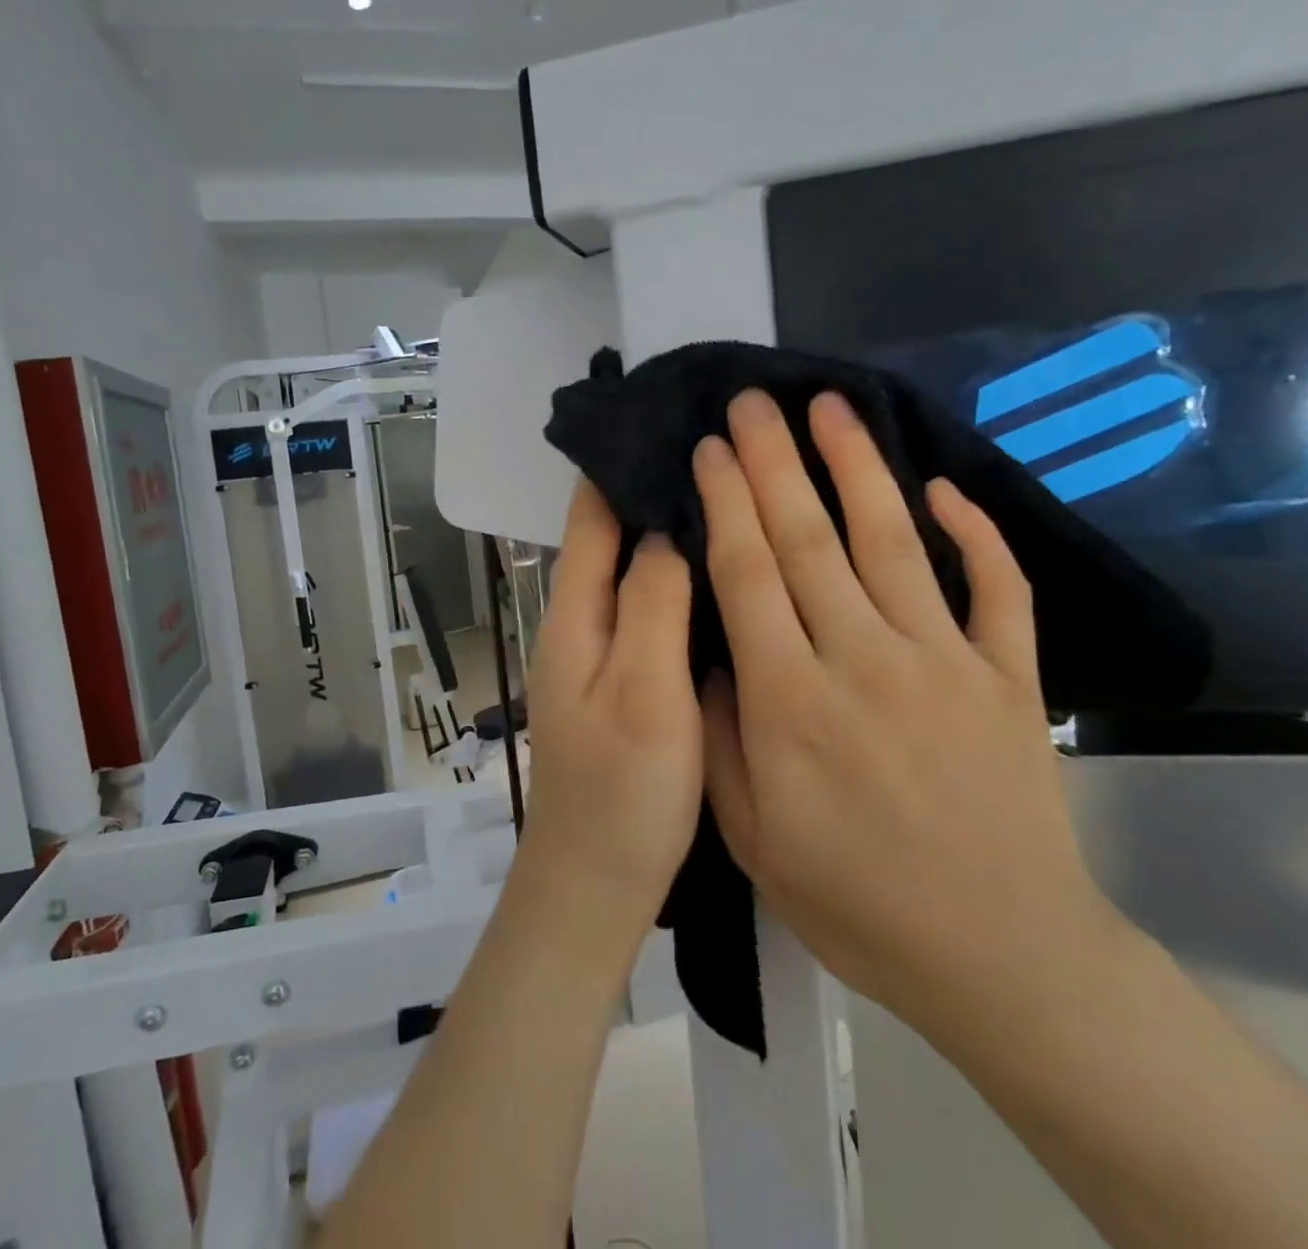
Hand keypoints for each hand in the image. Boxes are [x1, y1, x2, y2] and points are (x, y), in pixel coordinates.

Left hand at [521, 479, 702, 921]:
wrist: (597, 885)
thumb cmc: (622, 792)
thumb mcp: (644, 689)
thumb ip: (651, 602)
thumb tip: (663, 528)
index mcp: (575, 615)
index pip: (590, 515)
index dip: (622, 464)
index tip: (675, 421)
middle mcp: (579, 624)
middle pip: (611, 538)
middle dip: (654, 492)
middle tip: (725, 453)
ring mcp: (601, 655)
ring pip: (633, 575)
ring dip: (668, 536)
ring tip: (732, 498)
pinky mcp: (624, 683)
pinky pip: (649, 613)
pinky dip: (676, 583)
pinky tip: (721, 577)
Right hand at [693, 390, 1123, 1042]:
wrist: (1000, 957)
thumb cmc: (859, 904)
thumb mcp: (754, 839)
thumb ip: (721, 738)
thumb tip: (711, 654)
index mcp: (793, 703)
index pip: (749, 574)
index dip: (726, 502)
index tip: (710, 448)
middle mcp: (865, 661)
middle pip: (810, 539)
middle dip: (775, 461)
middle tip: (755, 401)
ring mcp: (947, 662)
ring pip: (893, 541)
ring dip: (858, 466)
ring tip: (831, 407)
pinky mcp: (1011, 677)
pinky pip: (996, 587)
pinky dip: (974, 532)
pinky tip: (945, 486)